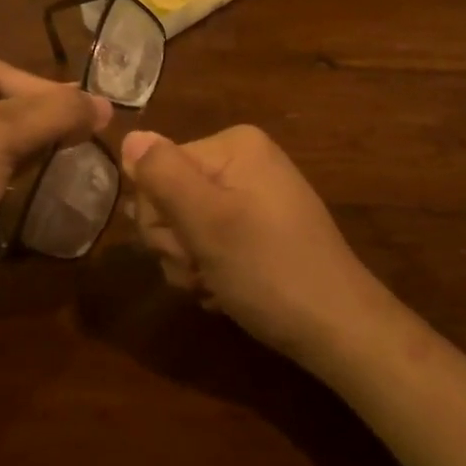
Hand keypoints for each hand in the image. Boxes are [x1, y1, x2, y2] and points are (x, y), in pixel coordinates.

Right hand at [120, 126, 389, 372]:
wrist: (336, 329)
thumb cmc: (269, 270)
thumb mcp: (207, 221)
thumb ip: (162, 176)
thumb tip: (129, 136)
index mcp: (233, 146)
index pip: (156, 168)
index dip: (159, 214)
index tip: (187, 245)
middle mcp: (242, 163)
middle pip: (168, 197)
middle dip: (176, 242)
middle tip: (202, 267)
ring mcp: (250, 198)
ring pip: (183, 228)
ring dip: (189, 264)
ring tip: (217, 283)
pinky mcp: (256, 231)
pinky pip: (208, 244)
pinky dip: (209, 272)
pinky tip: (226, 291)